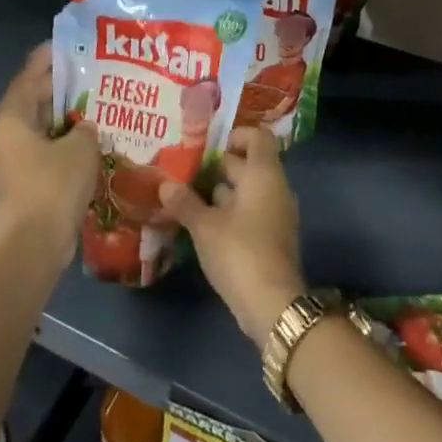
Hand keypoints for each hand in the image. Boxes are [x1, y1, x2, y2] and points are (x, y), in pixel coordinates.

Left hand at [0, 45, 98, 263]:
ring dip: (67, 120)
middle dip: (62, 89)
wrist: (34, 243)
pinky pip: (48, 154)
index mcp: (12, 117)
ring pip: (43, 130)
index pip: (29, 76)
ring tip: (98, 107)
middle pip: (35, 102)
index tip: (68, 45)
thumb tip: (86, 129)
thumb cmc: (53, 184)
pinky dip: (66, 146)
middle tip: (91, 75)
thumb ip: (86, 129)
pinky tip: (93, 144)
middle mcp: (7, 135)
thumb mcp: (81, 146)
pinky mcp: (25, 184)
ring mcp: (14, 162)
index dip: (48, 59)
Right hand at [158, 126, 306, 345]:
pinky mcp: (272, 238)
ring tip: (186, 195)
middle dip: (218, 166)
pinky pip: (251, 211)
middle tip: (185, 169)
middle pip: (249, 164)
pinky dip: (230, 212)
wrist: (273, 305)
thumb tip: (165, 184)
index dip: (235, 135)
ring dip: (220, 191)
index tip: (207, 146)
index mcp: (264, 175)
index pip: (257, 137)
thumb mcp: (205, 226)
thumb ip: (185, 202)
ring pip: (248, 190)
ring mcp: (276, 214)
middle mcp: (275, 188)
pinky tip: (202, 223)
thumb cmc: (239, 252)